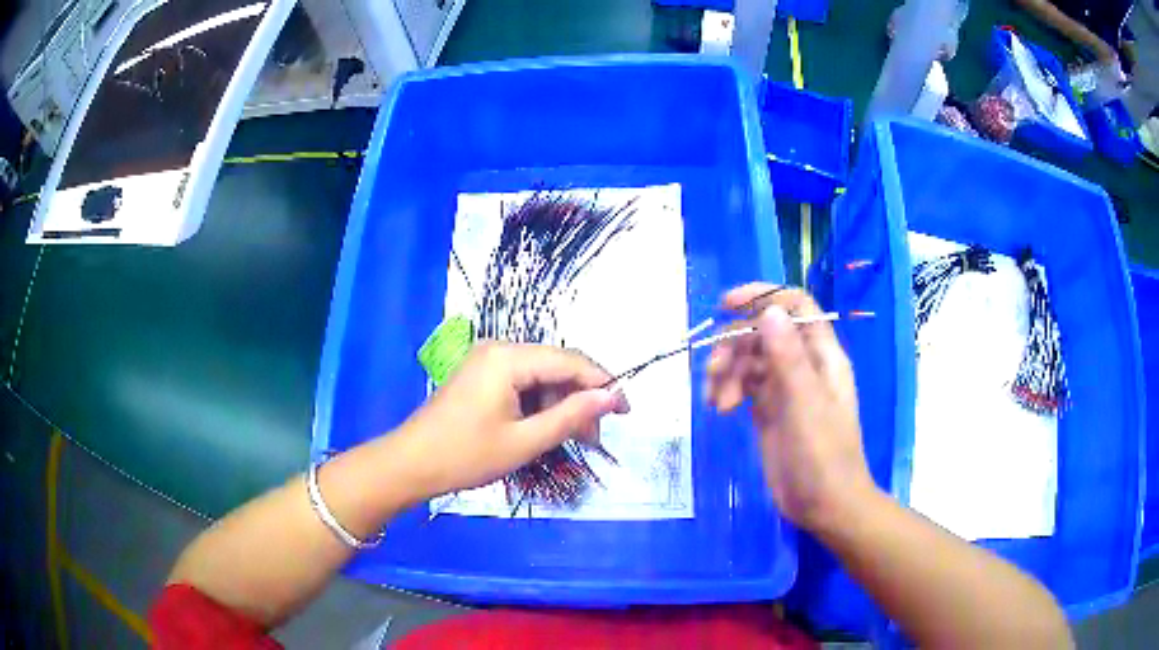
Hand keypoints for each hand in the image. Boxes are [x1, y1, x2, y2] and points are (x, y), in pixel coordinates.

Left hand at [398, 342, 628, 498]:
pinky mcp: (481, 374)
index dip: (603, 384)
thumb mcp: (524, 441)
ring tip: (573, 439)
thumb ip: (571, 416)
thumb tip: (612, 397)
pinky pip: (522, 382)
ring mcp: (487, 359)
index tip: (626, 412)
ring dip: (561, 405)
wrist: (411, 463)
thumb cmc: (465, 455)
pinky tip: (545, 429)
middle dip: (580, 399)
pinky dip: (539, 405)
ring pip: (541, 376)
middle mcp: (499, 348)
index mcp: (509, 357)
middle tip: (595, 438)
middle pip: (556, 366)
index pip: (571, 361)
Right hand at [705, 284, 875, 532]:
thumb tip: (769, 310)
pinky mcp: (768, 410)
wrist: (824, 505)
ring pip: (749, 358)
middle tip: (714, 372)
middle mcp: (803, 364)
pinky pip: (743, 385)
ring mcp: (785, 388)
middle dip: (734, 344)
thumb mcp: (806, 404)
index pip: (795, 306)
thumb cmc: (823, 455)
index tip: (726, 305)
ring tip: (716, 401)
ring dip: (726, 371)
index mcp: (822, 355)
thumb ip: (788, 356)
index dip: (764, 297)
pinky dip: (728, 390)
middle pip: (763, 331)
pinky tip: (719, 409)